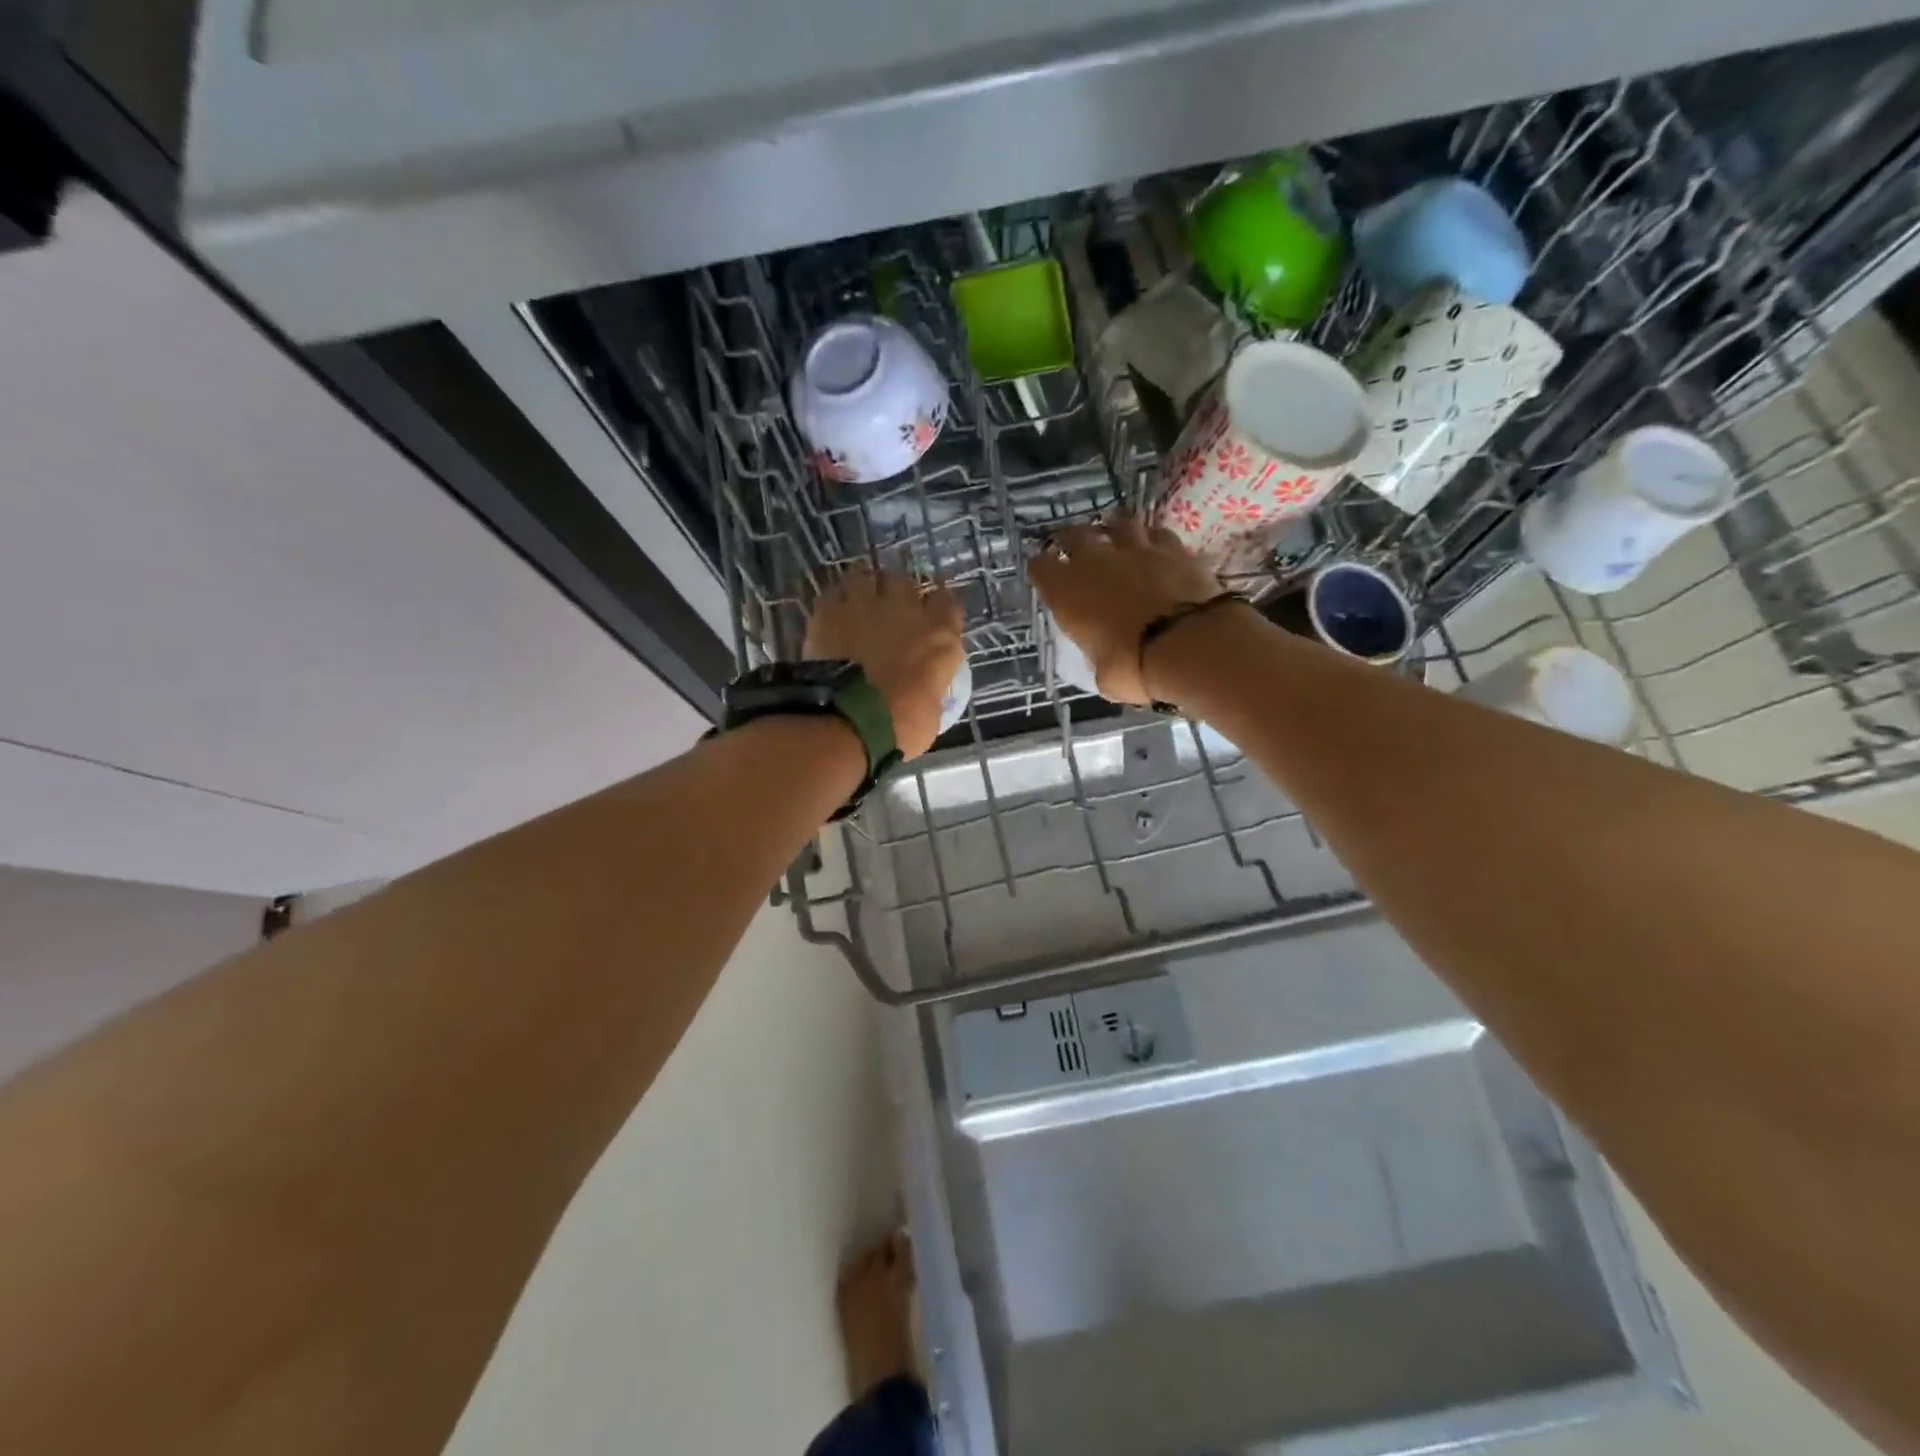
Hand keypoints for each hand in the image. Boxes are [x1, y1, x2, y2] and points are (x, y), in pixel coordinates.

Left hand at [805, 566, 964, 759]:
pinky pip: (833, 592)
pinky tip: (832, 613)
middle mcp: (907, 610)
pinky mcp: (829, 611)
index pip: (948, 603)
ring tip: (858, 601)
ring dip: (864, 587)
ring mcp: (866, 605)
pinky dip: (834, 601)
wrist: (850, 719)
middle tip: (890, 609)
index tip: (932, 616)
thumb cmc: (901, 726)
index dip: (938, 607)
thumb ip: (929, 686)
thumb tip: (922, 688)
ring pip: (866, 576)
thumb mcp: (931, 712)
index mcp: (940, 636)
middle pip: (906, 581)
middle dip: (899, 592)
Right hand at [1027, 515, 1226, 704]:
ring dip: (1113, 530)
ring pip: (1118, 523)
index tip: (1045, 575)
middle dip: (1071, 540)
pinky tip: (1156, 549)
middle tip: (1074, 549)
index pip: (1040, 567)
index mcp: (1067, 592)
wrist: (1188, 647)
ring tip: (1116, 539)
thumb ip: (1099, 657)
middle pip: (1074, 534)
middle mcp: (1095, 561)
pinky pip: (1158, 534)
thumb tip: (1107, 660)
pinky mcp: (1174, 549)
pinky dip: (1154, 540)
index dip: (1041, 569)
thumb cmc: (1133, 668)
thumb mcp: (1104, 676)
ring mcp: (1136, 549)